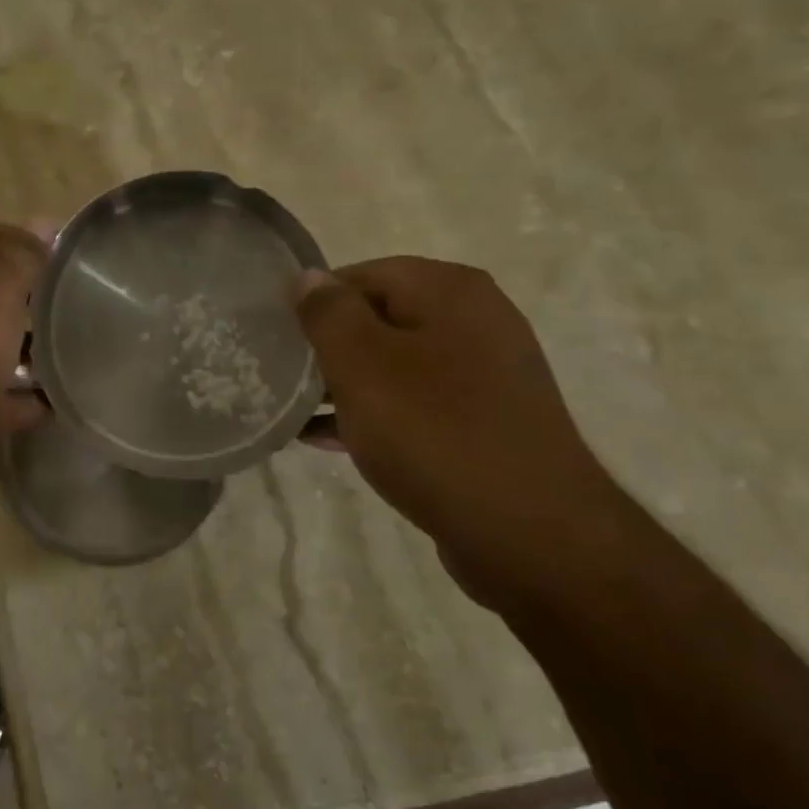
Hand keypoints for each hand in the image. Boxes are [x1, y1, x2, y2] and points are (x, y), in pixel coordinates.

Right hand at [295, 257, 633, 600]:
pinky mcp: (483, 424)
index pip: (363, 274)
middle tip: (281, 375)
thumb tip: (308, 277)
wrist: (531, 535)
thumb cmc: (435, 433)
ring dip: (343, 385)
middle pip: (379, 319)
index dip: (315, 301)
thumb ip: (328, 313)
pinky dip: (373, 416)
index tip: (277, 335)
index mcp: (451, 292)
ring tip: (294, 410)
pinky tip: (328, 441)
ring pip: (394, 366)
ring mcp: (485, 376)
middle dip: (326, 347)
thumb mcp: (363, 364)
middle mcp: (475, 322)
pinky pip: (414, 406)